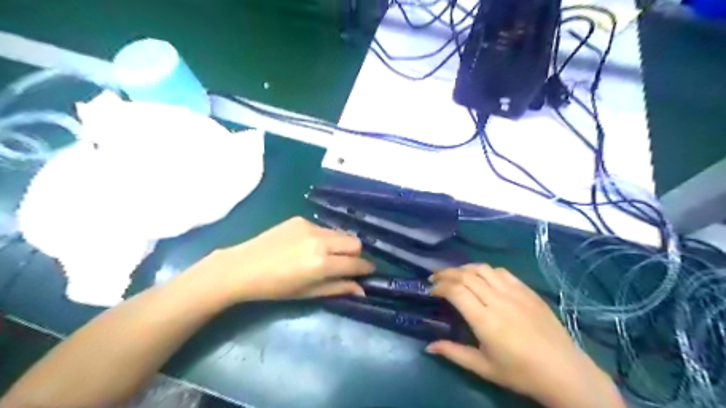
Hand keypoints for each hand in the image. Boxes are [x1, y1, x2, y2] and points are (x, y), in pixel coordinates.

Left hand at [186, 219, 374, 303]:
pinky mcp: (301, 219)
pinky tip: (308, 246)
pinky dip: (324, 238)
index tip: (369, 272)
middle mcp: (321, 240)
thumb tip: (362, 290)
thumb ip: (337, 288)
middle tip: (347, 264)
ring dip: (341, 244)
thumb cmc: (275, 288)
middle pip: (355, 241)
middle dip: (356, 254)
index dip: (366, 269)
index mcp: (322, 263)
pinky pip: (323, 228)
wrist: (242, 267)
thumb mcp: (308, 292)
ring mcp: (310, 226)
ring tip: (327, 255)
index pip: (356, 263)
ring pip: (340, 232)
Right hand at [427, 265, 624, 406]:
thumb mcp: (483, 367)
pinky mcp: (527, 291)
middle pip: (466, 275)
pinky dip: (486, 270)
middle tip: (435, 278)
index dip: (440, 286)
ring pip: (483, 269)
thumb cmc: (520, 373)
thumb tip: (428, 346)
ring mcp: (515, 293)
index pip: (456, 291)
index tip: (431, 290)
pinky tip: (482, 277)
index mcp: (485, 320)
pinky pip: (502, 272)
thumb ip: (453, 353)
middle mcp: (498, 300)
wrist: (563, 372)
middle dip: (446, 273)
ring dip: (464, 268)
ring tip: (455, 274)